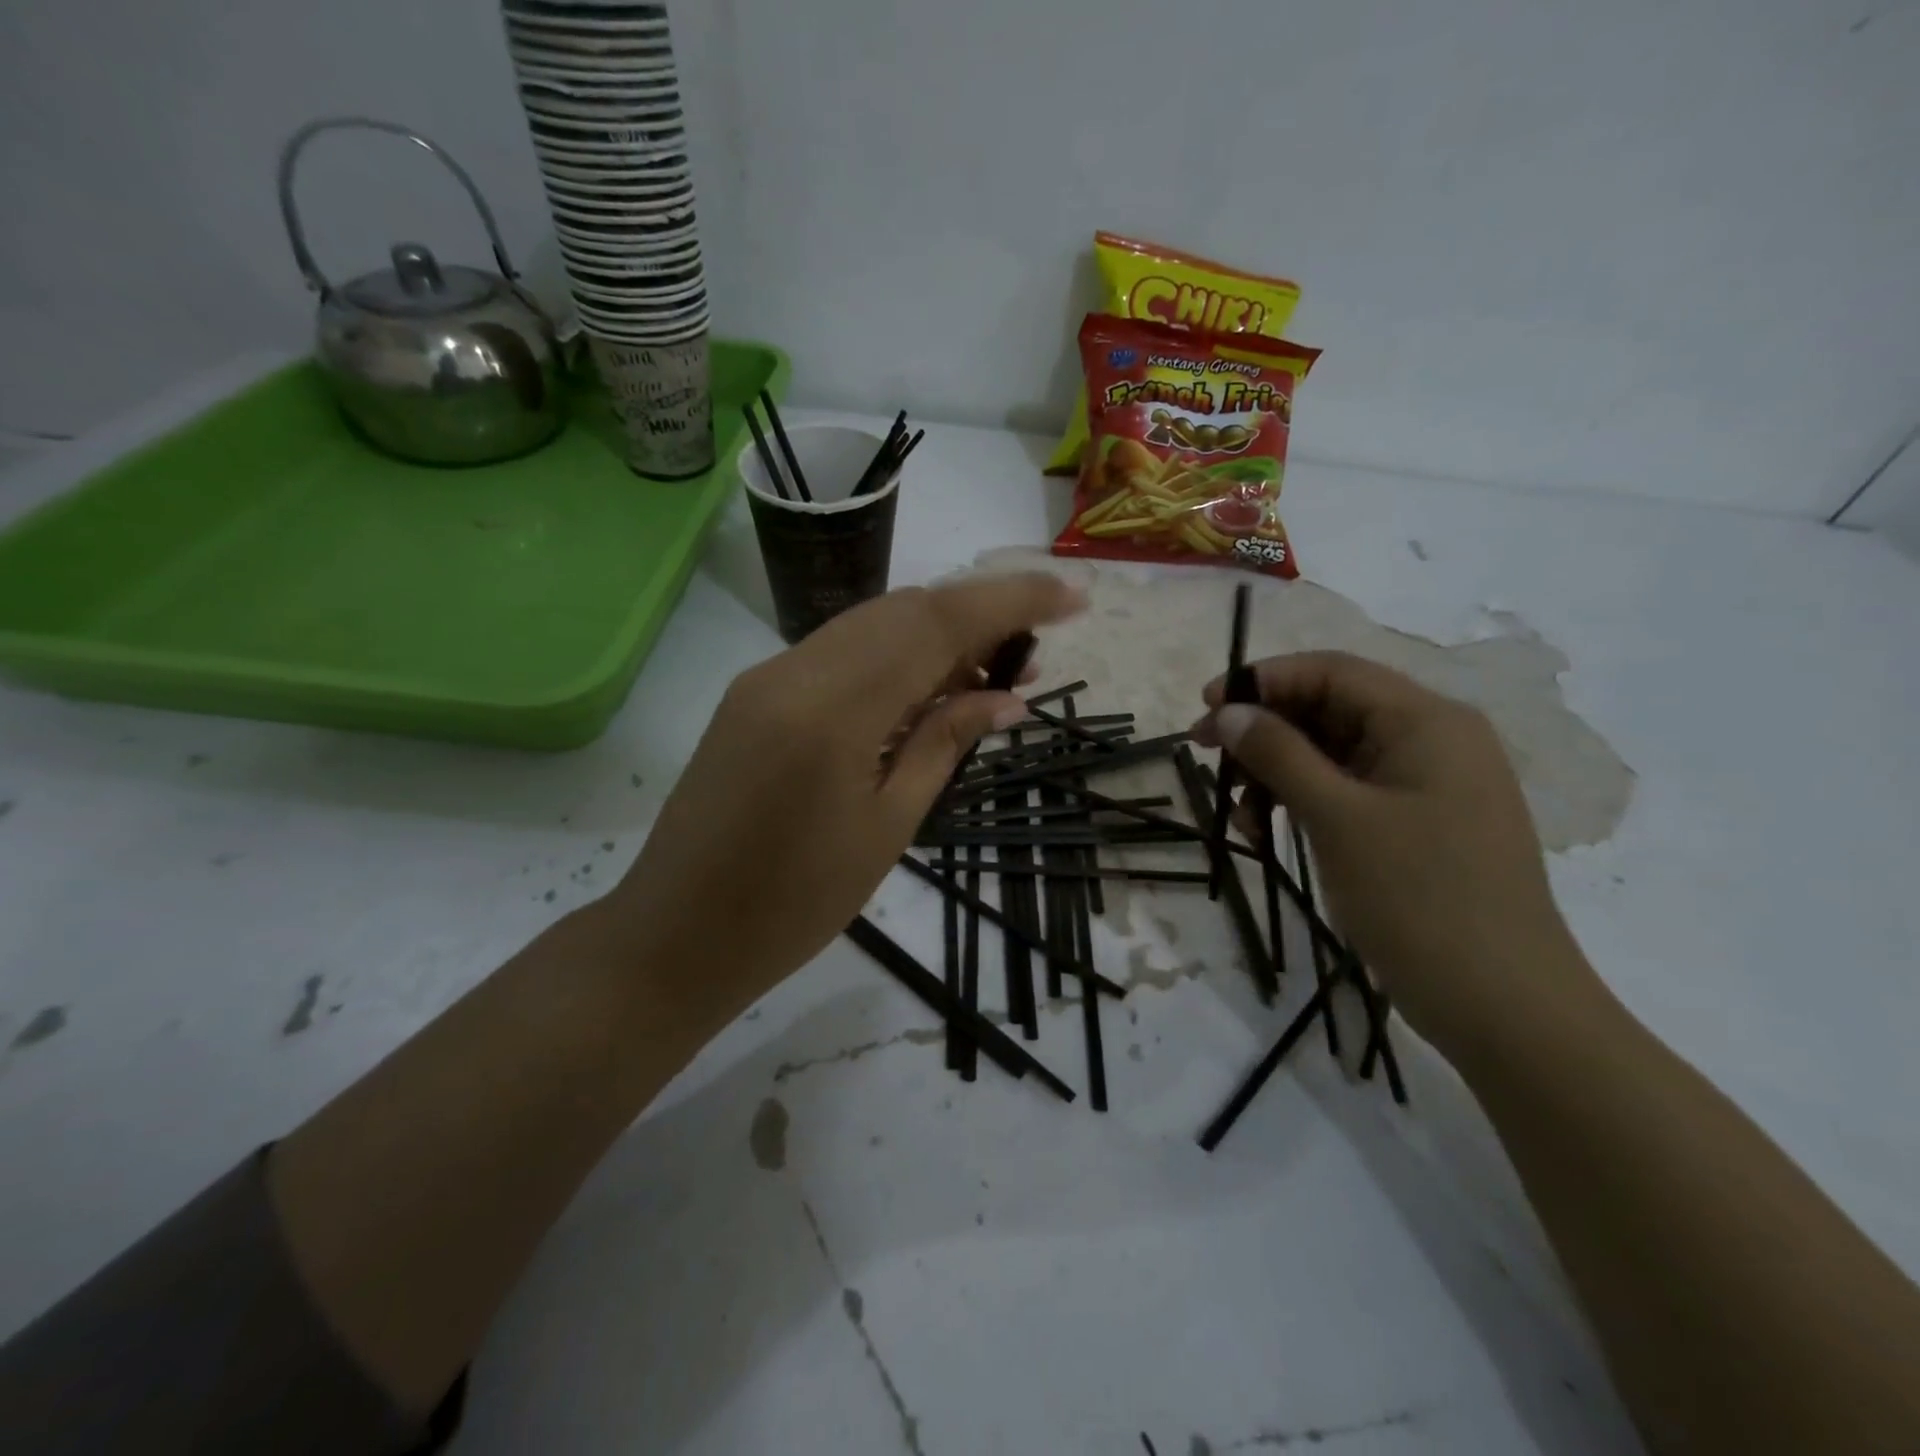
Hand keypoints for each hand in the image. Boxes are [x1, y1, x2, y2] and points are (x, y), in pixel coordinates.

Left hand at [604, 574, 1083, 1021]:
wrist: (677, 934)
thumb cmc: (794, 905)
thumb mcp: (887, 827)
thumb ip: (944, 744)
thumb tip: (1005, 697)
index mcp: (834, 709)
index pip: (938, 623)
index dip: (1012, 601)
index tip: (1074, 598)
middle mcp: (795, 670)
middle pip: (904, 609)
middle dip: (977, 617)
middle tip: (1028, 661)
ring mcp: (768, 677)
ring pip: (870, 625)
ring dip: (935, 638)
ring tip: (986, 681)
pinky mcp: (754, 693)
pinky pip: (838, 654)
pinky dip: (891, 659)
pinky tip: (922, 695)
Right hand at [1194, 651, 1599, 1060]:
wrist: (1503, 1006)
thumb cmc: (1419, 898)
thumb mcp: (1337, 818)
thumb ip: (1278, 754)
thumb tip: (1229, 711)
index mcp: (1426, 721)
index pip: (1332, 672)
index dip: (1263, 680)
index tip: (1206, 707)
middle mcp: (1432, 740)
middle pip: (1331, 710)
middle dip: (1265, 730)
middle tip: (1206, 755)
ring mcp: (1427, 785)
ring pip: (1334, 753)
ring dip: (1278, 771)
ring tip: (1238, 811)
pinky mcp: (1417, 824)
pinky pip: (1348, 791)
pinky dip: (1303, 802)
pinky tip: (1267, 830)